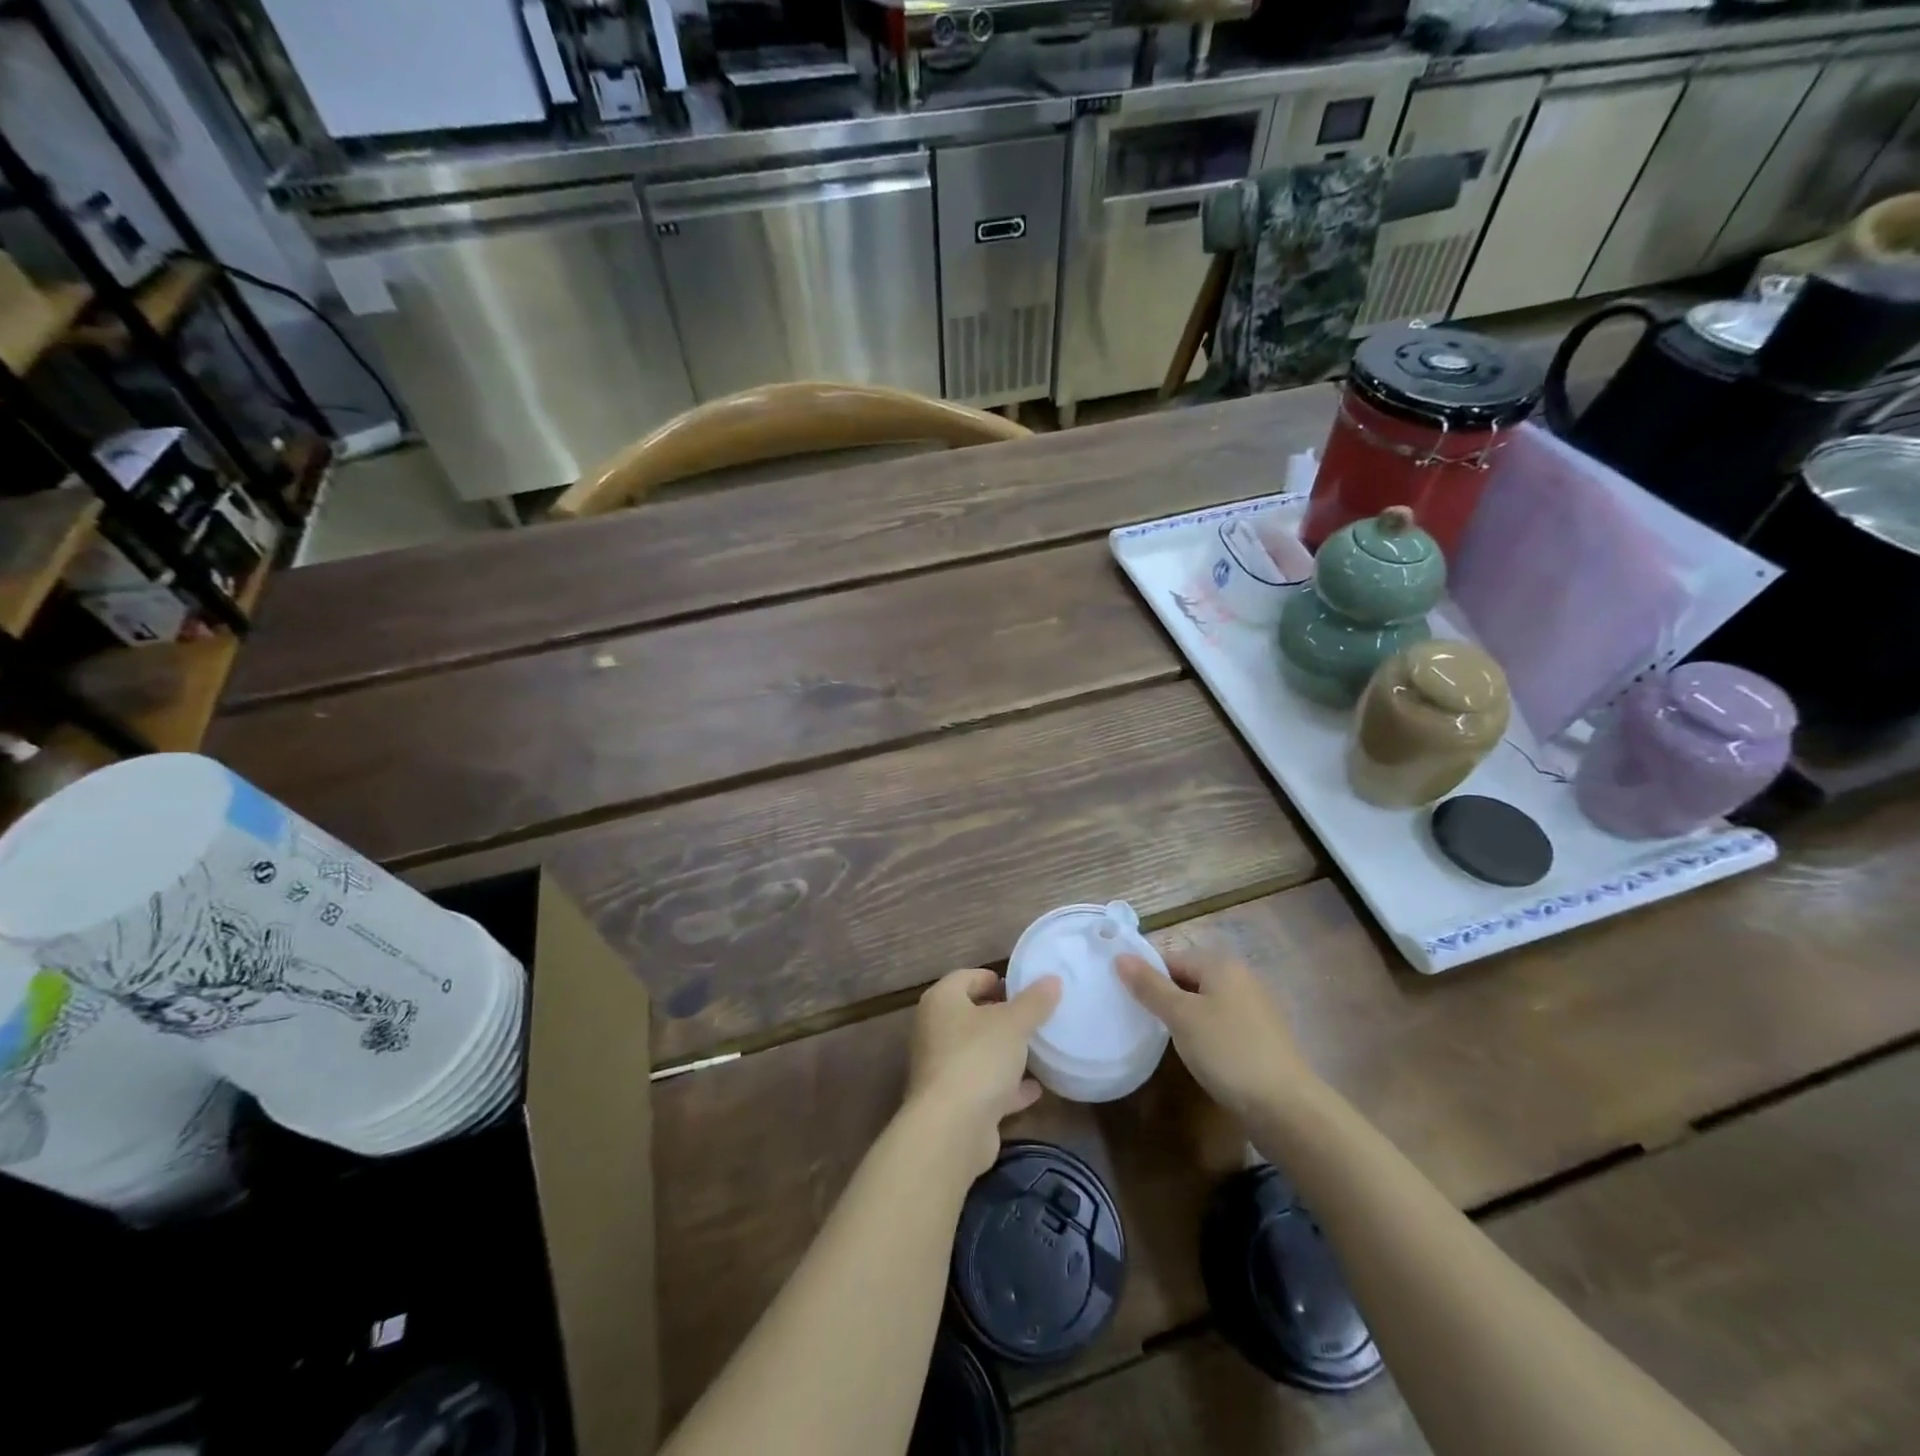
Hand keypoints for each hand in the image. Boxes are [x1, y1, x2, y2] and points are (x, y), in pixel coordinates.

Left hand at [907, 968, 1061, 1176]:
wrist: (952, 1129)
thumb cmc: (978, 1058)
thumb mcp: (1013, 1023)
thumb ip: (1034, 1001)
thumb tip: (1052, 979)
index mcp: (941, 1002)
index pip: (965, 977)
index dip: (994, 978)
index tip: (1023, 987)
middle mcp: (934, 1031)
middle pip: (970, 1015)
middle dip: (1001, 1016)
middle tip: (1033, 1017)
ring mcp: (941, 1069)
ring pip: (977, 1052)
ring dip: (1004, 1053)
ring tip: (1037, 1049)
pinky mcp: (953, 1103)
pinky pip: (983, 1086)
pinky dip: (1006, 1087)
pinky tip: (1035, 1090)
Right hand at [1116, 947, 1312, 1121]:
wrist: (1286, 1108)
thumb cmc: (1228, 1052)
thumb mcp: (1181, 1016)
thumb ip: (1150, 986)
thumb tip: (1120, 956)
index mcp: (1222, 965)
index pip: (1172, 958)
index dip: (1147, 976)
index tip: (1127, 999)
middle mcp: (1242, 979)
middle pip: (1190, 979)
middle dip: (1166, 997)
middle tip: (1140, 1020)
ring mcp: (1256, 1009)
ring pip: (1207, 1003)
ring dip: (1185, 1017)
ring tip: (1163, 1040)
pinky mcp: (1263, 1038)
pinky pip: (1223, 1025)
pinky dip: (1205, 1034)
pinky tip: (1196, 1055)